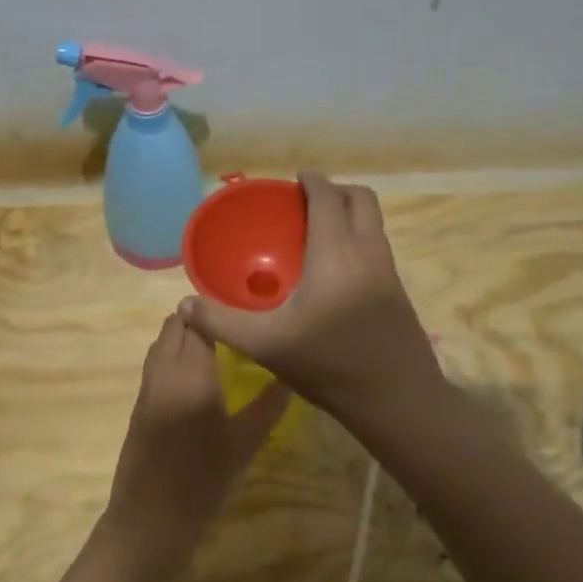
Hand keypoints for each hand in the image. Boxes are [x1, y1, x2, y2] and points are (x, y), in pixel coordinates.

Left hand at [107, 313, 291, 549]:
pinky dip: (173, 355)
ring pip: (162, 344)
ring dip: (183, 335)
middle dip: (200, 318)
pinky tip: (197, 372)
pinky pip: (156, 364)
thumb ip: (267, 407)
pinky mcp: (139, 404)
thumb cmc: (202, 483)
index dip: (220, 312)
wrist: (150, 519)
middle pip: (175, 327)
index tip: (245, 310)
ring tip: (217, 342)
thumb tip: (290, 377)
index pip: (201, 324)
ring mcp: (147, 387)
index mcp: (192, 375)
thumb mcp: (243, 445)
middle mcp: (165, 372)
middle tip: (233, 324)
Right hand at [179, 172, 442, 424]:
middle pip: (361, 199)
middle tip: (305, 203)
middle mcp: (368, 252)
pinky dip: (358, 238)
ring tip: (318, 232)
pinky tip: (335, 270)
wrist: (398, 401)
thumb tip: (184, 306)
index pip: (328, 198)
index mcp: (337, 254)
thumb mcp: (267, 345)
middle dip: (335, 191)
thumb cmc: (329, 366)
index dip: (312, 182)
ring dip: (350, 214)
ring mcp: (389, 271)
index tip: (294, 180)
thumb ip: (223, 322)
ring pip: (374, 223)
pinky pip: (377, 246)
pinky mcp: (398, 291)